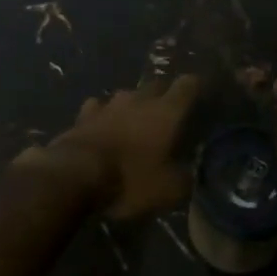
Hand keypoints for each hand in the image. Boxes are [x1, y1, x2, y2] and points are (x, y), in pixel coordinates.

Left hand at [40, 74, 200, 220]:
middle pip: (157, 85)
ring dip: (134, 104)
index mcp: (166, 111)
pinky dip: (103, 114)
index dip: (196, 86)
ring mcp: (109, 104)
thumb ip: (184, 178)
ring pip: (127, 95)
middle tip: (169, 113)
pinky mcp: (84, 115)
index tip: (202, 93)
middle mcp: (140, 99)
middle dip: (165, 94)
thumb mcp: (168, 190)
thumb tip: (190, 173)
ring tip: (135, 120)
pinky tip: (102, 124)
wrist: (74, 175)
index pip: (188, 85)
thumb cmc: (129, 179)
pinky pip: (98, 107)